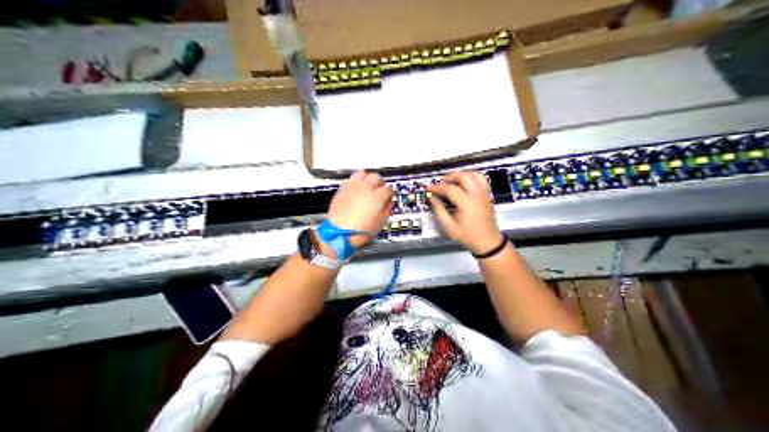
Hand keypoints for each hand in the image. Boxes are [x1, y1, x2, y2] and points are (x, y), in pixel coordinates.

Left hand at [328, 171, 391, 247]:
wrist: (338, 233)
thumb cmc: (359, 231)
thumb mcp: (379, 224)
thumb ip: (386, 211)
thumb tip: (389, 204)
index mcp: (377, 197)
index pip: (388, 189)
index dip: (389, 195)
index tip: (388, 199)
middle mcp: (365, 188)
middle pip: (376, 177)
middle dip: (379, 184)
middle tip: (379, 191)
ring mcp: (353, 187)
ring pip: (363, 173)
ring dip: (367, 179)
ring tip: (367, 187)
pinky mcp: (342, 188)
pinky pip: (351, 178)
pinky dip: (356, 182)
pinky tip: (356, 190)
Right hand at [427, 169, 505, 256]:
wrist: (488, 242)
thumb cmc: (469, 236)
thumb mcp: (449, 227)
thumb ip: (439, 211)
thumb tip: (432, 199)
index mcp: (466, 202)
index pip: (449, 188)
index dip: (437, 187)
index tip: (429, 188)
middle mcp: (476, 194)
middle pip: (463, 176)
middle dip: (449, 177)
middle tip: (441, 184)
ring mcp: (483, 193)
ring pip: (473, 174)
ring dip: (461, 175)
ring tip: (453, 181)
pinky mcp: (487, 195)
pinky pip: (481, 179)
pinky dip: (471, 177)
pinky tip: (464, 184)